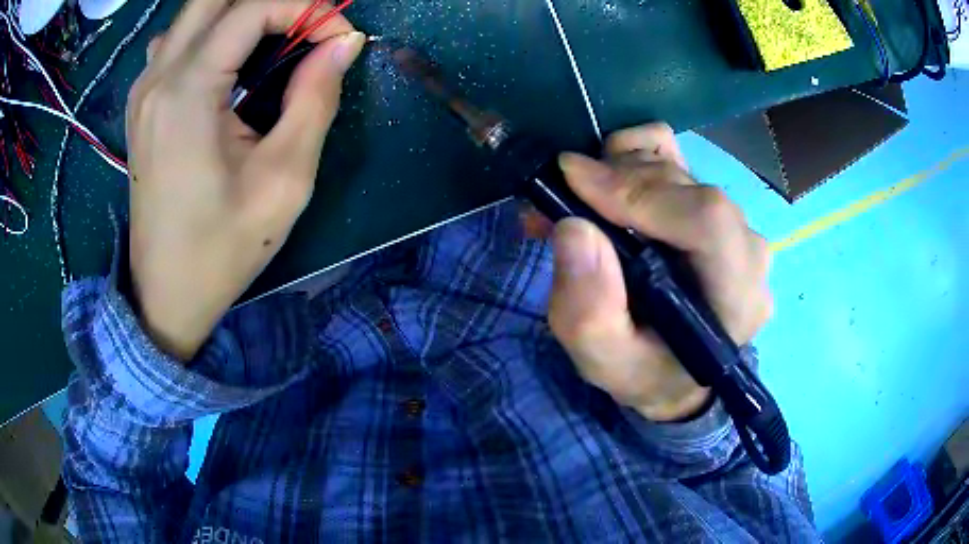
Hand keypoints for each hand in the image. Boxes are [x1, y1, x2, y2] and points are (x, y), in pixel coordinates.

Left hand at [127, 0, 364, 359]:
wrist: (166, 294)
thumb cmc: (222, 247)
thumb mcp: (284, 180)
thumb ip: (316, 99)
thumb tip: (344, 43)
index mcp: (187, 91)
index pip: (253, 8)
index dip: (307, 9)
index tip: (340, 38)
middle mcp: (157, 77)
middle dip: (270, 3)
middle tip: (305, 27)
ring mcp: (143, 89)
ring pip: (195, 13)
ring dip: (241, 13)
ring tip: (277, 38)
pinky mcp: (142, 103)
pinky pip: (177, 40)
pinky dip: (212, 32)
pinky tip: (228, 61)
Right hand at [548, 124, 771, 421]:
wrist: (674, 368)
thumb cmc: (646, 371)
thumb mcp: (605, 362)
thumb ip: (588, 311)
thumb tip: (573, 227)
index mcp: (737, 296)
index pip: (707, 221)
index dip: (641, 192)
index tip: (572, 181)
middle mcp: (746, 249)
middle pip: (685, 186)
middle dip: (612, 182)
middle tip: (554, 199)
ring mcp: (732, 219)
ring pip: (674, 166)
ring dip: (615, 172)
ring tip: (574, 202)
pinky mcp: (711, 202)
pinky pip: (673, 154)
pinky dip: (632, 156)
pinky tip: (608, 186)